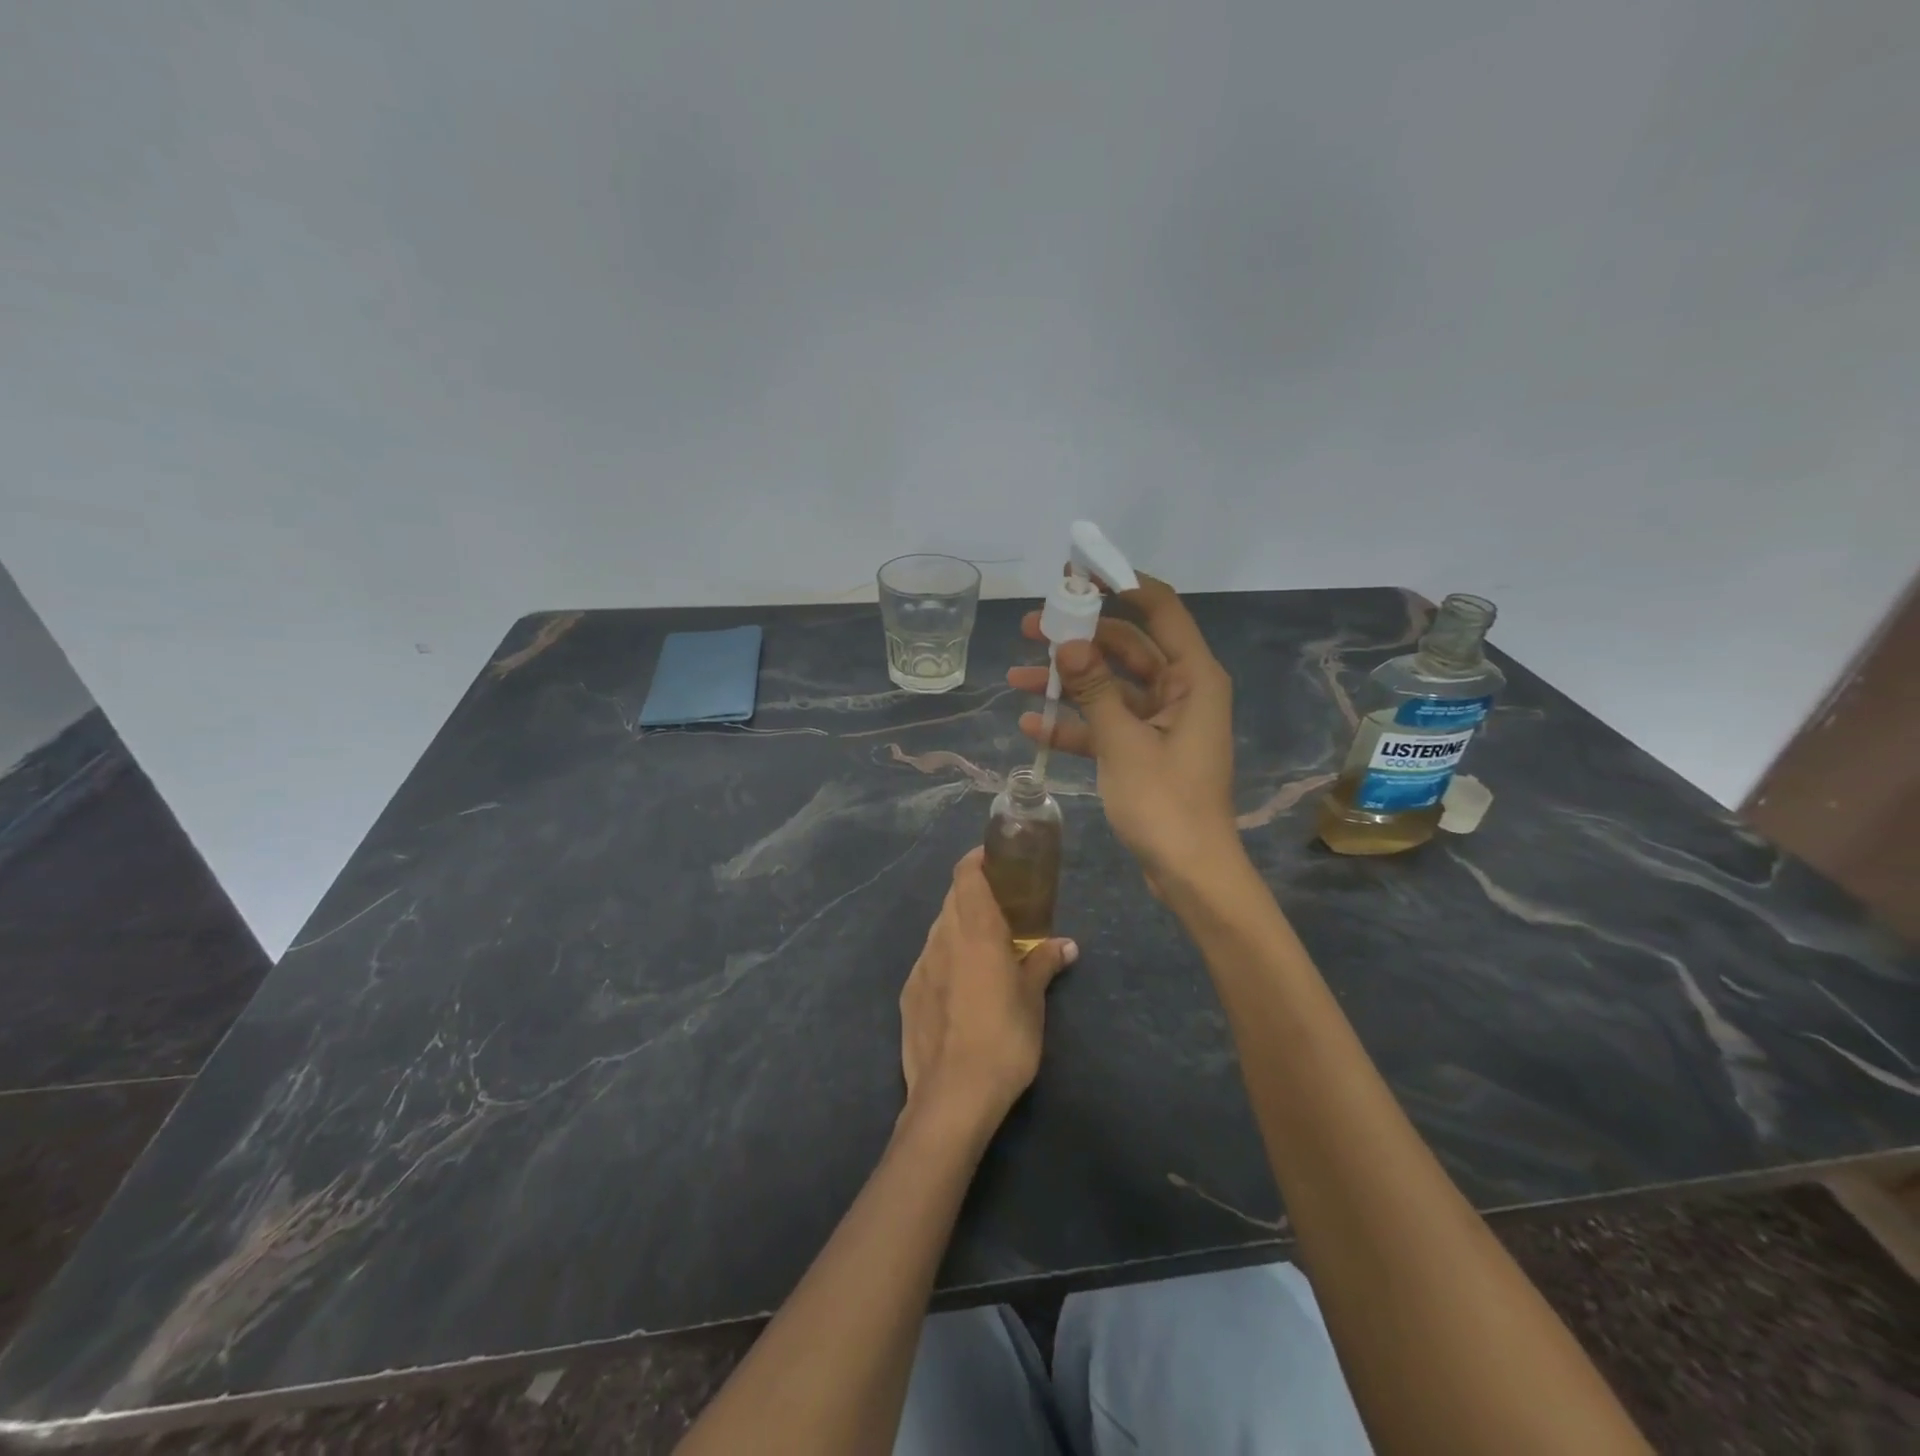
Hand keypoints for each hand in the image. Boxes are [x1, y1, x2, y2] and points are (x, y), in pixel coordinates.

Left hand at [899, 849, 1076, 1127]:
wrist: (952, 1095)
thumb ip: (1045, 963)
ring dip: (961, 926)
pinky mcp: (909, 993)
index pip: (966, 874)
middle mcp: (942, 938)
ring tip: (986, 946)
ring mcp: (921, 965)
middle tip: (1004, 906)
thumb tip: (1066, 945)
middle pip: (953, 898)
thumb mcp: (1033, 999)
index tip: (999, 860)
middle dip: (975, 893)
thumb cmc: (1004, 1038)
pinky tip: (963, 984)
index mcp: (975, 930)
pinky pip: (930, 960)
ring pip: (940, 928)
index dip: (979, 859)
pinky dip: (947, 957)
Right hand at [1007, 574, 1239, 883]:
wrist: (1189, 873)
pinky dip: (1074, 724)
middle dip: (1079, 637)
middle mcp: (1181, 690)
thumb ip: (1094, 689)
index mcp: (1193, 678)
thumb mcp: (1123, 743)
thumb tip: (1066, 643)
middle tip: (1030, 627)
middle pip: (1127, 646)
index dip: (1122, 584)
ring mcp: (1161, 722)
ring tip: (1017, 675)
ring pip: (1110, 686)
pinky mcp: (1144, 750)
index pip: (1161, 609)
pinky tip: (1031, 726)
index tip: (1078, 574)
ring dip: (1067, 682)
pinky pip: (1106, 724)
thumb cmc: (1164, 803)